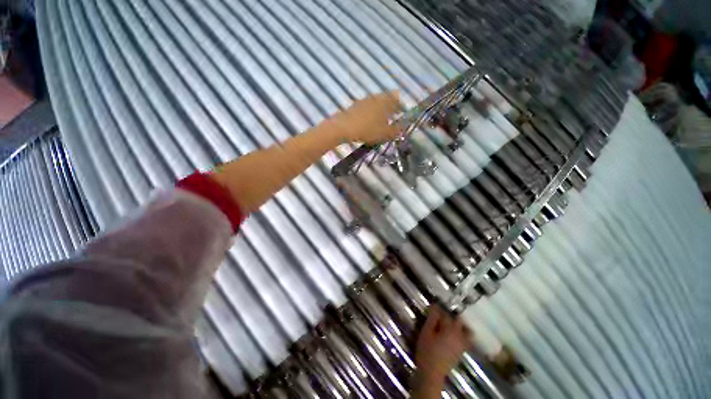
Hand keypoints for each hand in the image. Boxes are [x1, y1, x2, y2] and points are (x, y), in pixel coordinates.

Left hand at [332, 91, 400, 144]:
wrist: (344, 127)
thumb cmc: (368, 130)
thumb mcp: (385, 133)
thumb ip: (396, 130)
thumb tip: (402, 128)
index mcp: (386, 101)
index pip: (397, 100)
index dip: (400, 107)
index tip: (401, 114)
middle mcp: (376, 97)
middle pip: (386, 100)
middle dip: (390, 108)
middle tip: (391, 118)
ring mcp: (364, 100)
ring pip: (376, 103)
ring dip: (380, 111)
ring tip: (380, 122)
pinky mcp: (355, 106)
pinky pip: (367, 108)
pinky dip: (370, 114)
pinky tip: (368, 122)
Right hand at [415, 306, 472, 384]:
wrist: (432, 373)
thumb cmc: (427, 350)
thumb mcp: (426, 332)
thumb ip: (432, 318)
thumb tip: (435, 306)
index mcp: (450, 328)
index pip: (445, 314)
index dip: (438, 310)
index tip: (432, 308)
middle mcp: (459, 335)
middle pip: (458, 321)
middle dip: (449, 316)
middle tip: (439, 317)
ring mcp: (462, 344)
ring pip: (466, 330)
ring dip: (459, 326)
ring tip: (448, 325)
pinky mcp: (462, 351)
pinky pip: (466, 340)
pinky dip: (463, 335)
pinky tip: (452, 336)